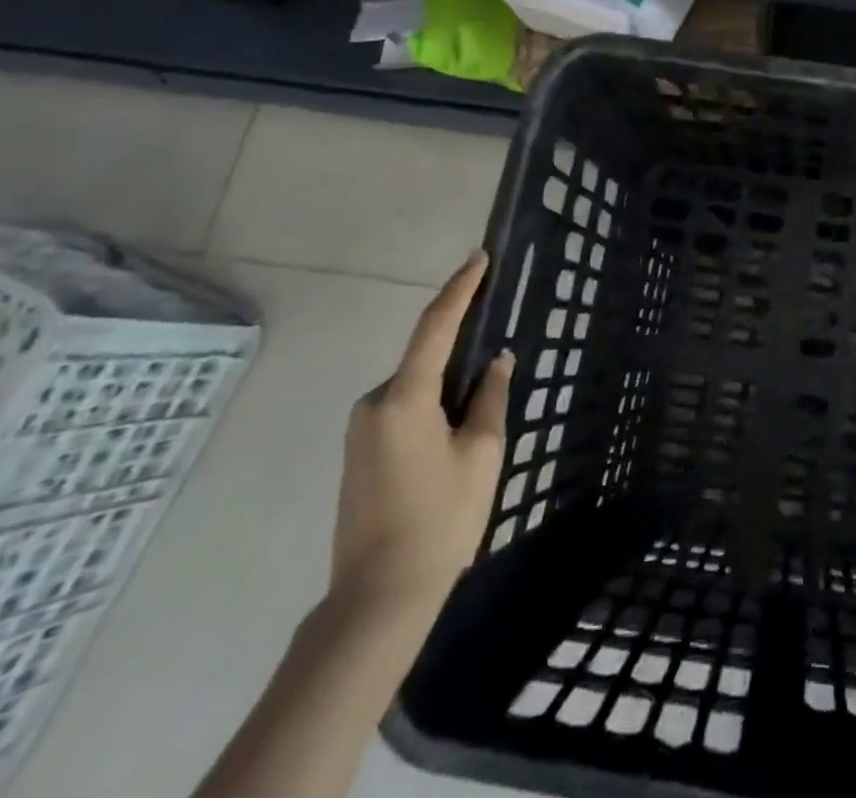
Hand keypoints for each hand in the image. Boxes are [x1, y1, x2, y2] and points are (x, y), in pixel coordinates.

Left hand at [331, 251, 513, 621]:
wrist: (378, 599)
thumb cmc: (441, 519)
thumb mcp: (482, 453)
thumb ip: (490, 398)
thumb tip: (497, 361)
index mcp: (405, 398)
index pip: (436, 326)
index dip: (460, 289)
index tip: (479, 257)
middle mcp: (374, 404)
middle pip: (425, 359)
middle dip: (461, 352)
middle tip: (496, 361)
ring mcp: (361, 430)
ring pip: (415, 388)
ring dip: (447, 387)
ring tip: (480, 417)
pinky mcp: (359, 454)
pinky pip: (402, 410)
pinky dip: (431, 407)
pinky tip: (453, 437)